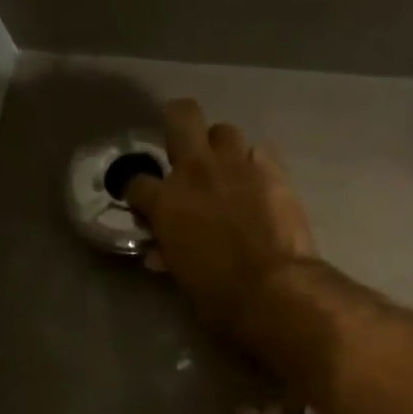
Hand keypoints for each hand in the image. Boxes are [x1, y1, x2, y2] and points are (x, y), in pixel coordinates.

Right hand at [124, 99, 317, 343]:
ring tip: (228, 172)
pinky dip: (257, 166)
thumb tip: (160, 253)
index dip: (138, 193)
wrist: (276, 289)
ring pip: (224, 131)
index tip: (145, 205)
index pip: (136, 182)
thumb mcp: (184, 279)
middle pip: (181, 116)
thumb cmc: (221, 297)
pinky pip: (261, 152)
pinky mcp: (274, 171)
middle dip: (179, 126)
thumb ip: (171, 255)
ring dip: (222, 149)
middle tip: (185, 152)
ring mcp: (237, 166)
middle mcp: (197, 171)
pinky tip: (260, 184)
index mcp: (166, 202)